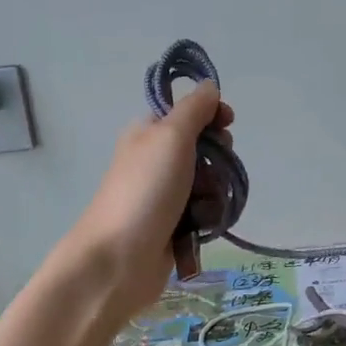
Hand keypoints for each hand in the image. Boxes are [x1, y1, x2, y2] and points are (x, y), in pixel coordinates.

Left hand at [63, 83, 232, 315]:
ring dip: (215, 192)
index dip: (212, 115)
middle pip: (204, 148)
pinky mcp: (173, 227)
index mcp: (149, 133)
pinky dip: (209, 217)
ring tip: (205, 207)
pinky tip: (204, 227)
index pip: (189, 112)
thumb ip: (194, 109)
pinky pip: (204, 213)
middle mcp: (156, 160)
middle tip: (211, 171)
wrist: (118, 260)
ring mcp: (165, 196)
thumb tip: (209, 86)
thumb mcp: (171, 137)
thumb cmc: (145, 190)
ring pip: (209, 183)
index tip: (227, 124)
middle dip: (218, 159)